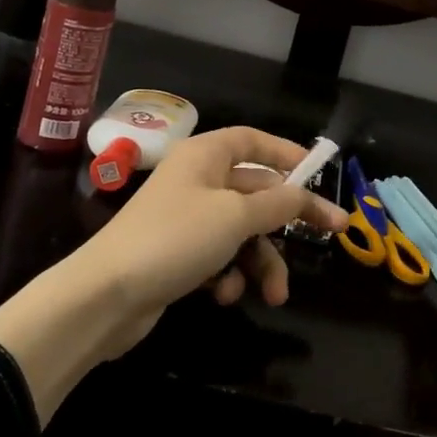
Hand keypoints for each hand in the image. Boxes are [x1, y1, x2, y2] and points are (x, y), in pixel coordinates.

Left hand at [81, 126, 347, 338]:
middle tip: (332, 236)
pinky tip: (223, 294)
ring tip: (274, 294)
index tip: (318, 174)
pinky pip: (219, 255)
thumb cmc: (175, 239)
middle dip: (287, 221)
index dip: (287, 153)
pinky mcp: (179, 254)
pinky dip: (228, 274)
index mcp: (206, 155)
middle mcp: (197, 180)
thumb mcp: (235, 216)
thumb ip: (278, 203)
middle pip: (256, 191)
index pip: (254, 141)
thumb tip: (305, 194)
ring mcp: (187, 218)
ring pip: (242, 230)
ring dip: (261, 261)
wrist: (105, 296)